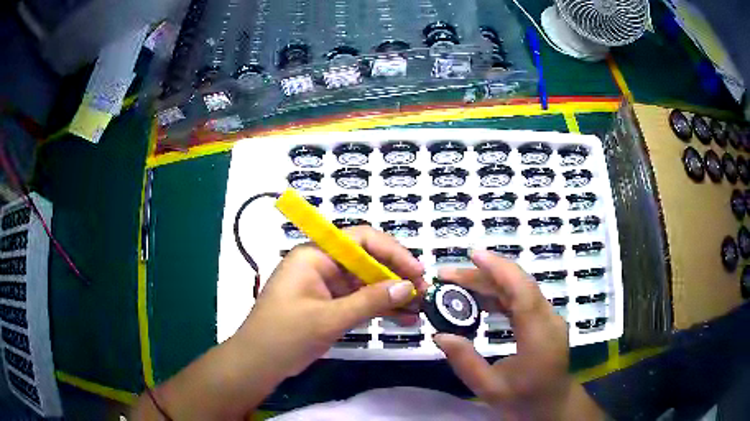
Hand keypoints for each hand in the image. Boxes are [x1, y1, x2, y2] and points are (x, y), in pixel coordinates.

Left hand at [236, 225, 426, 379]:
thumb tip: (408, 286)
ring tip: (420, 307)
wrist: (259, 363)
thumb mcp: (329, 318)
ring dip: (392, 294)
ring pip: (367, 283)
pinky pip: (360, 301)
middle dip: (397, 276)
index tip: (416, 271)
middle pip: (367, 261)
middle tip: (424, 293)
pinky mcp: (330, 305)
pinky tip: (404, 318)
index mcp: (315, 255)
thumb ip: (369, 301)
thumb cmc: (285, 335)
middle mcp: (322, 265)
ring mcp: (326, 286)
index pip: (361, 239)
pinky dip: (380, 309)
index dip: (392, 251)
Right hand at [434, 250, 603, 420]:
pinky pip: (523, 298)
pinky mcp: (546, 319)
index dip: (499, 270)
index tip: (473, 255)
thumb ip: (466, 362)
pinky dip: (500, 293)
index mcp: (538, 338)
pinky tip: (480, 299)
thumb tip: (440, 334)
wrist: (552, 405)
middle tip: (448, 275)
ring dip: (490, 281)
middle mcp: (549, 320)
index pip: (522, 293)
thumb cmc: (524, 400)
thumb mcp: (490, 389)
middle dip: (484, 274)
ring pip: (521, 288)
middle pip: (519, 285)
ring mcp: (550, 318)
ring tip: (457, 284)